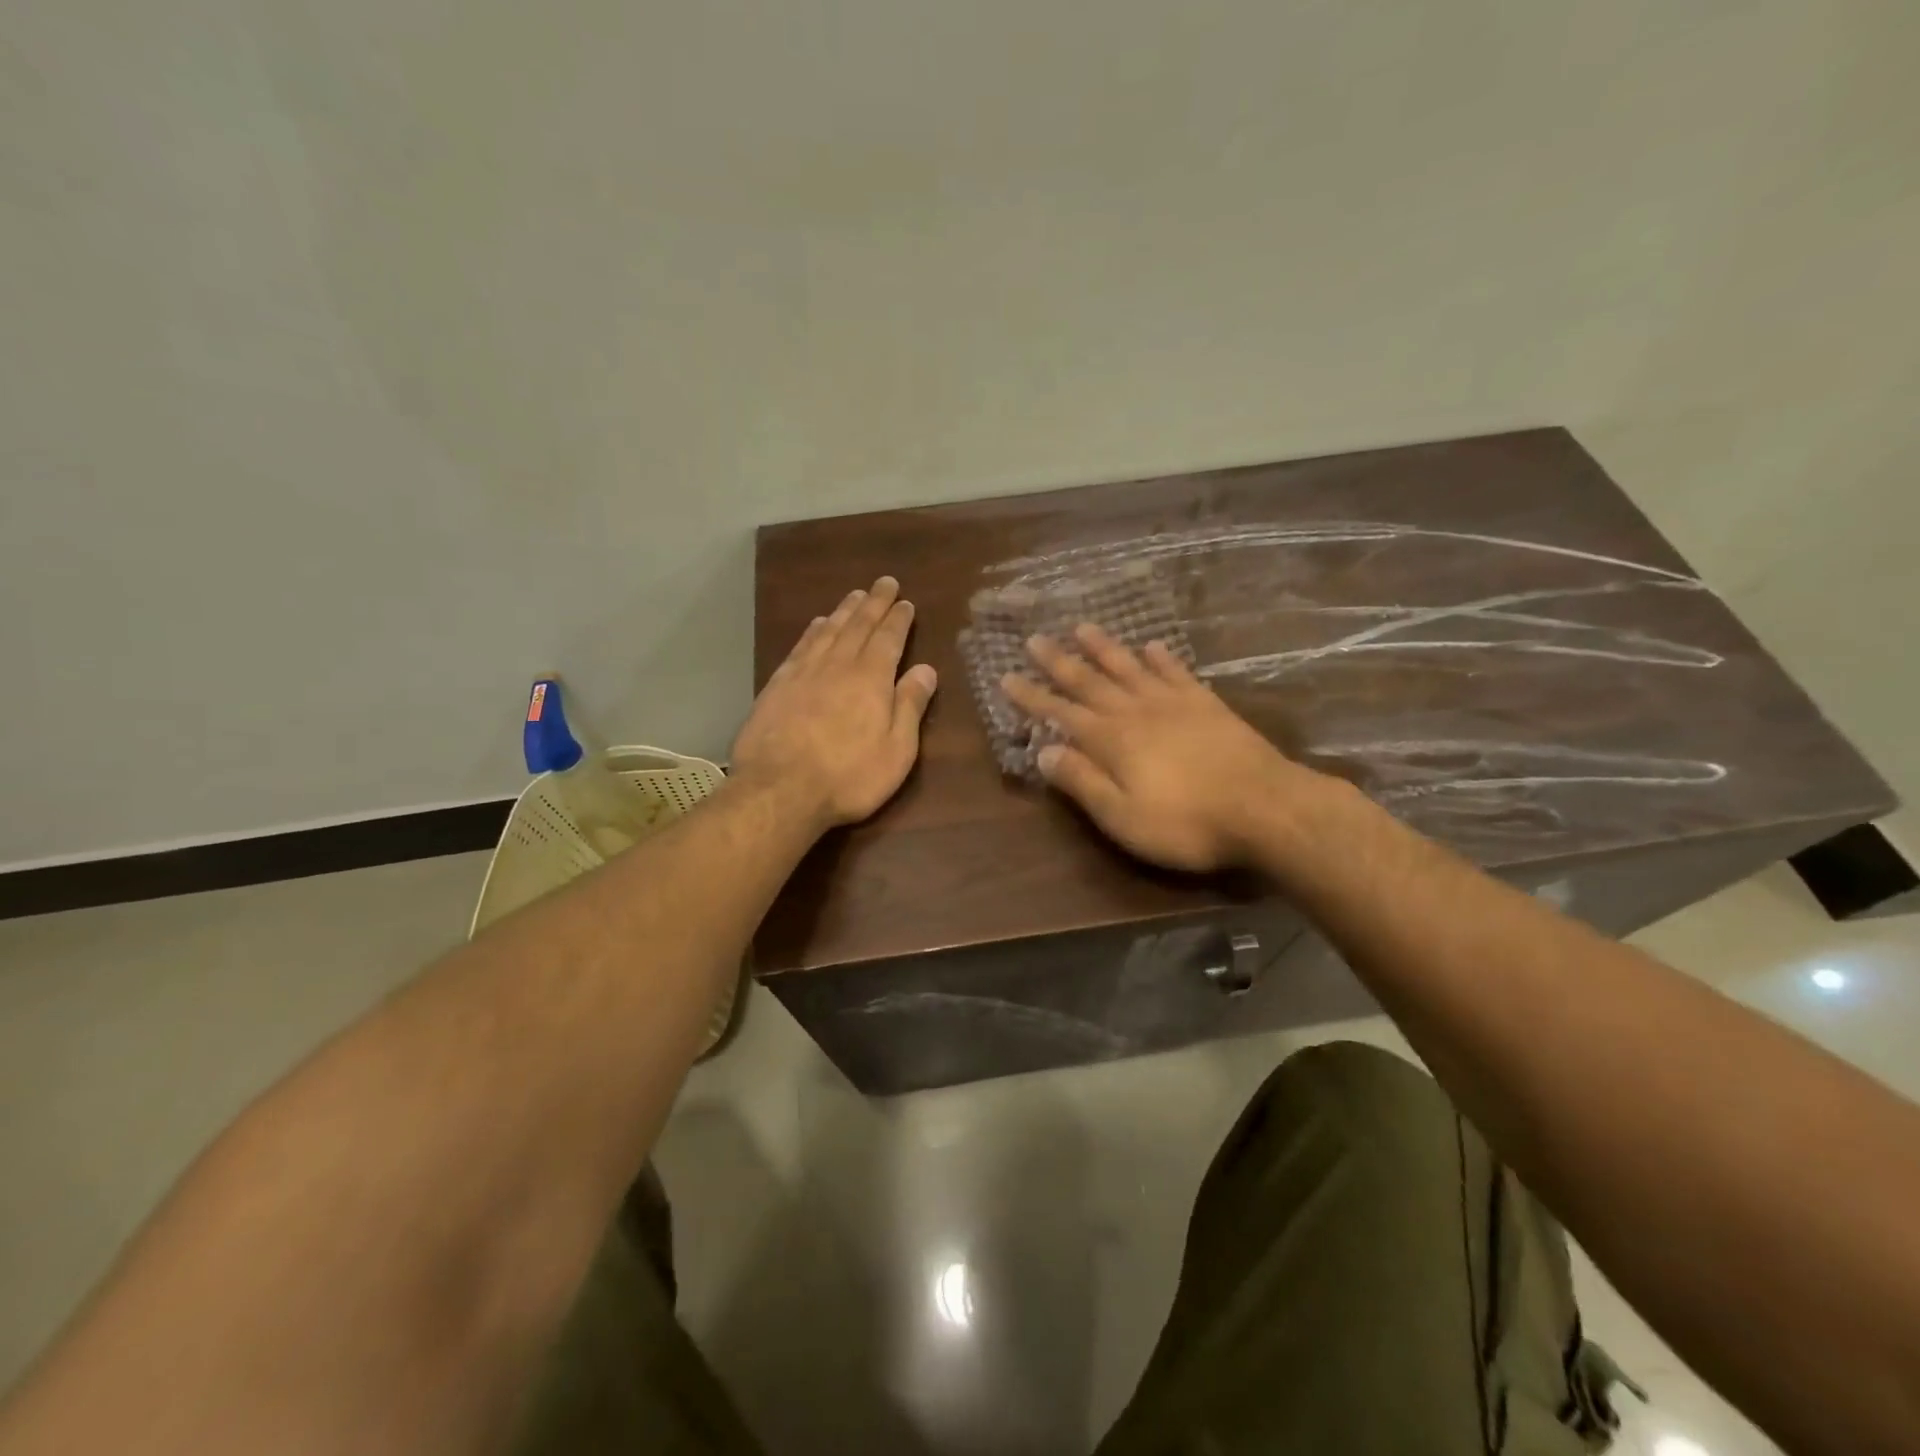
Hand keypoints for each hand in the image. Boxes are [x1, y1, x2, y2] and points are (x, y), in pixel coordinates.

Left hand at [731, 576, 938, 830]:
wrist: (779, 790)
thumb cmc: (848, 776)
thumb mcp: (896, 750)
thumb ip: (910, 706)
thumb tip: (926, 668)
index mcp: (871, 679)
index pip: (888, 639)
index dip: (898, 619)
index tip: (906, 602)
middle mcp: (838, 666)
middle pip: (858, 626)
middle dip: (874, 602)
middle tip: (884, 582)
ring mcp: (804, 673)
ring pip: (828, 631)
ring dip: (844, 611)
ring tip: (855, 595)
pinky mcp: (778, 686)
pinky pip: (800, 646)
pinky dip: (813, 631)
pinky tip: (817, 624)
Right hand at [1002, 624, 1322, 871]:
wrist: (1265, 808)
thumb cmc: (1186, 823)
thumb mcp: (1122, 816)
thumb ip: (1082, 782)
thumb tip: (1044, 752)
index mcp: (1111, 741)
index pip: (1060, 713)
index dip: (1032, 697)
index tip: (1006, 677)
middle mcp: (1136, 712)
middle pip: (1090, 682)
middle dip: (1059, 662)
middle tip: (1034, 639)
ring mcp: (1174, 704)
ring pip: (1129, 668)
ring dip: (1104, 648)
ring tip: (1082, 627)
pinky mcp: (1207, 705)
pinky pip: (1176, 673)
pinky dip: (1160, 658)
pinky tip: (1151, 645)